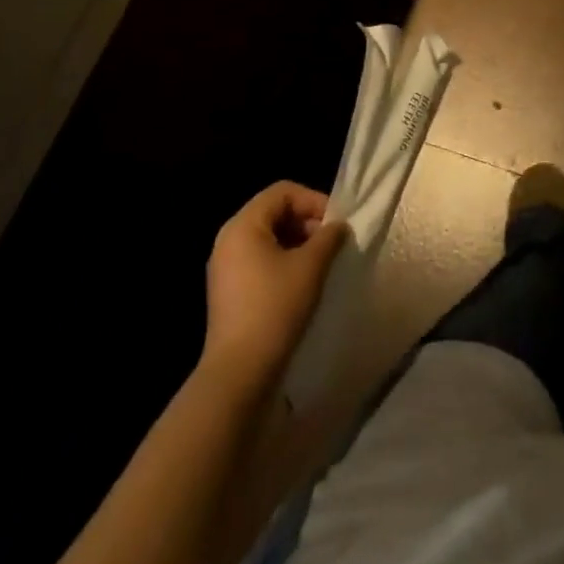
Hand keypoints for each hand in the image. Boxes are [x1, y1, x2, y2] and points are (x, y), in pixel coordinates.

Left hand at [202, 182, 346, 391]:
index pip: (283, 191)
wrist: (239, 372)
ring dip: (298, 243)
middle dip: (307, 222)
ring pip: (269, 238)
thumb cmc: (275, 308)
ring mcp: (225, 267)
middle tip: (332, 244)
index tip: (337, 224)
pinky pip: (260, 260)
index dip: (314, 201)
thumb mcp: (311, 266)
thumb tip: (338, 226)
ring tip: (322, 264)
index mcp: (243, 225)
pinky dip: (284, 262)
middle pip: (274, 212)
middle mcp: (229, 240)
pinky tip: (303, 284)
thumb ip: (329, 237)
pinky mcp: (229, 291)